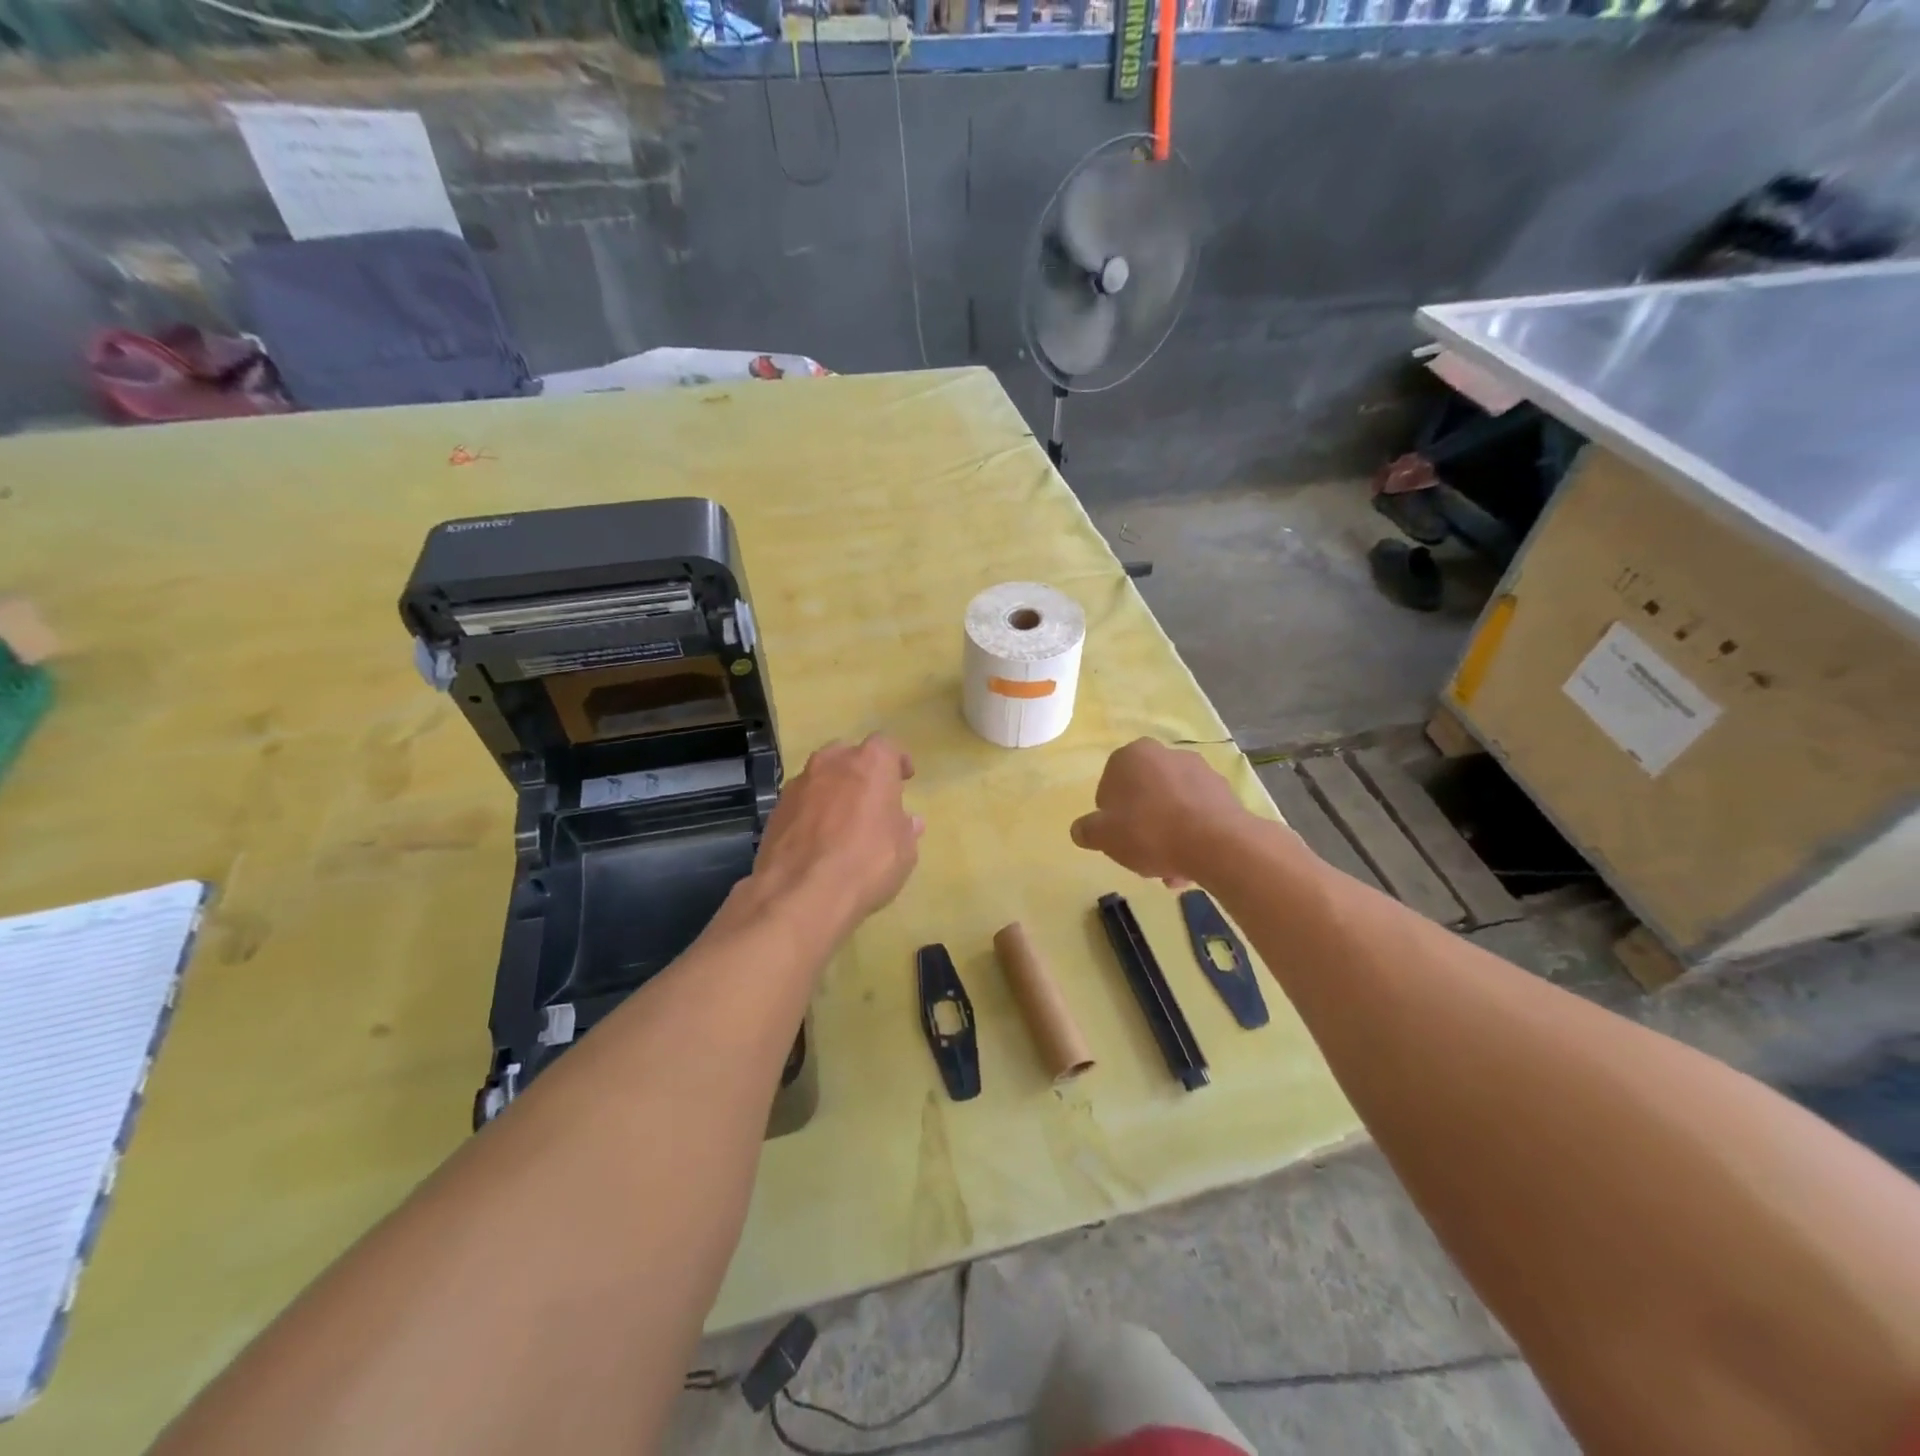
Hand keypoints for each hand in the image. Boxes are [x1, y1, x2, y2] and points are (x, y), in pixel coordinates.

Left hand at [752, 733, 923, 929]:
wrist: (801, 893)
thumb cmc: (867, 864)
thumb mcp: (904, 851)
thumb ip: (905, 829)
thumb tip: (909, 821)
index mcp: (870, 764)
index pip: (887, 746)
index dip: (897, 761)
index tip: (904, 778)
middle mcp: (832, 763)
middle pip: (848, 755)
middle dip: (860, 771)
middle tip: (871, 797)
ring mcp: (798, 784)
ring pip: (820, 776)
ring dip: (833, 790)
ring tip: (842, 820)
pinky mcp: (775, 809)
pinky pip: (801, 801)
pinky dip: (811, 812)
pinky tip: (817, 839)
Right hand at [1070, 738, 1249, 885]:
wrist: (1217, 844)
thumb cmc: (1149, 831)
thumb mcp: (1103, 836)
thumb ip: (1087, 830)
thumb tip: (1080, 829)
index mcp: (1132, 755)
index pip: (1109, 785)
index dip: (1110, 815)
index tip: (1117, 838)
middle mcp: (1166, 754)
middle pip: (1144, 796)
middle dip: (1142, 826)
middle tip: (1142, 856)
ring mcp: (1200, 771)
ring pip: (1172, 807)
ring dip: (1168, 834)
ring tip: (1170, 870)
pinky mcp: (1225, 792)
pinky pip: (1198, 814)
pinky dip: (1192, 835)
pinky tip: (1191, 864)